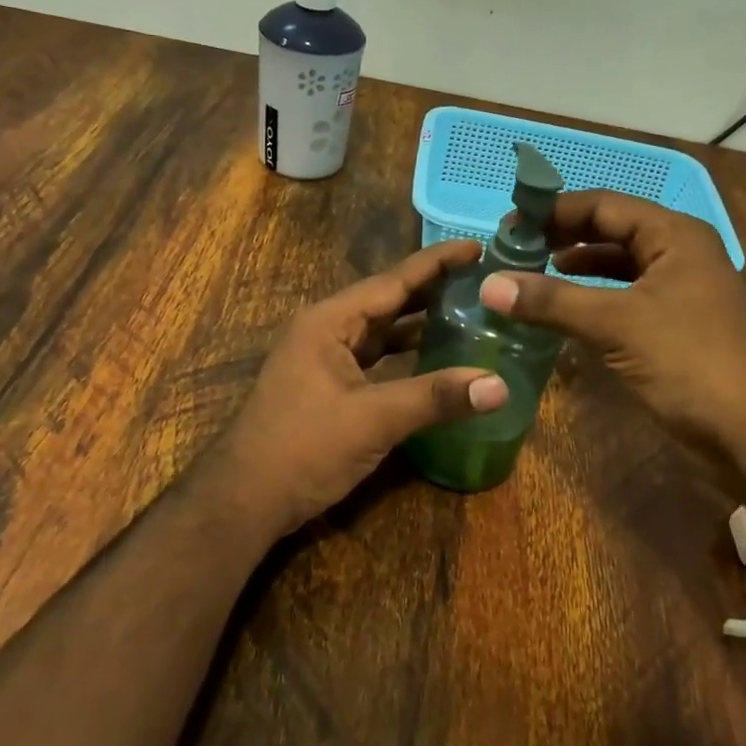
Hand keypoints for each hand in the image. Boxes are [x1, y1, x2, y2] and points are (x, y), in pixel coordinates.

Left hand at [210, 239, 508, 534]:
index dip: (437, 263)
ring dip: (420, 324)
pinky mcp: (328, 387)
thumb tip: (499, 386)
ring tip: (469, 313)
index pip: (392, 281)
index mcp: (329, 321)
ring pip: (381, 332)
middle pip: (388, 301)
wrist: (246, 499)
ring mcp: (324, 359)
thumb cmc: (303, 448)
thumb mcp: (373, 419)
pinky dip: (405, 356)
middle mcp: (325, 330)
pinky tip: (435, 359)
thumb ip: (435, 398)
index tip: (478, 246)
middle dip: (433, 290)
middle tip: (483, 280)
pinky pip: (374, 359)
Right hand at [477, 190, 745, 451]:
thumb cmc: (690, 361)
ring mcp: (682, 292)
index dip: (554, 211)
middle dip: (563, 238)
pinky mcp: (679, 327)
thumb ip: (551, 301)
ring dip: (578, 270)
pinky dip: (595, 300)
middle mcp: (681, 254)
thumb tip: (490, 284)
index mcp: (674, 236)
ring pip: (620, 268)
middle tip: (516, 250)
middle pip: (612, 232)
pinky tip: (567, 313)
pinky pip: (627, 300)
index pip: (603, 205)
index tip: (509, 225)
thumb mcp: (616, 324)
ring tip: (533, 276)